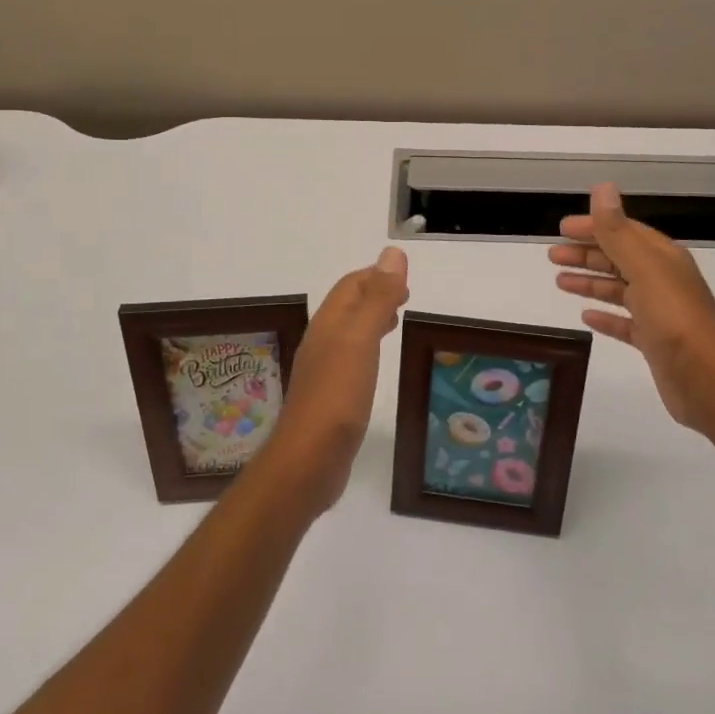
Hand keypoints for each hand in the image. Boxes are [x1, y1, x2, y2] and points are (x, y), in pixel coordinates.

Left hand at [260, 247, 409, 513]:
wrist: (308, 460)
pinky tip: (377, 365)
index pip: (351, 286)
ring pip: (349, 334)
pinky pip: (351, 361)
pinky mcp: (330, 399)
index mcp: (328, 324)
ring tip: (395, 321)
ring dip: (370, 321)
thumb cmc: (337, 396)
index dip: (376, 276)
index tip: (406, 278)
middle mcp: (322, 343)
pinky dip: (368, 349)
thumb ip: (378, 298)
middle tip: (405, 297)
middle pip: (347, 307)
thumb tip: (392, 253)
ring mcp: (324, 372)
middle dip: (374, 295)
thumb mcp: (361, 340)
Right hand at [549, 184, 714, 433]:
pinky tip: (586, 316)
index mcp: (662, 258)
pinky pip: (625, 323)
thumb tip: (603, 188)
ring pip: (619, 290)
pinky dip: (605, 316)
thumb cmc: (674, 318)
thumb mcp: (643, 268)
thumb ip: (618, 231)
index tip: (562, 228)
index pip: (624, 232)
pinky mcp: (654, 342)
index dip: (594, 226)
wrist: (706, 379)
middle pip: (619, 259)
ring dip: (590, 282)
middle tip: (552, 255)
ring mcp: (659, 313)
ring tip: (560, 282)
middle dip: (586, 254)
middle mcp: (662, 280)